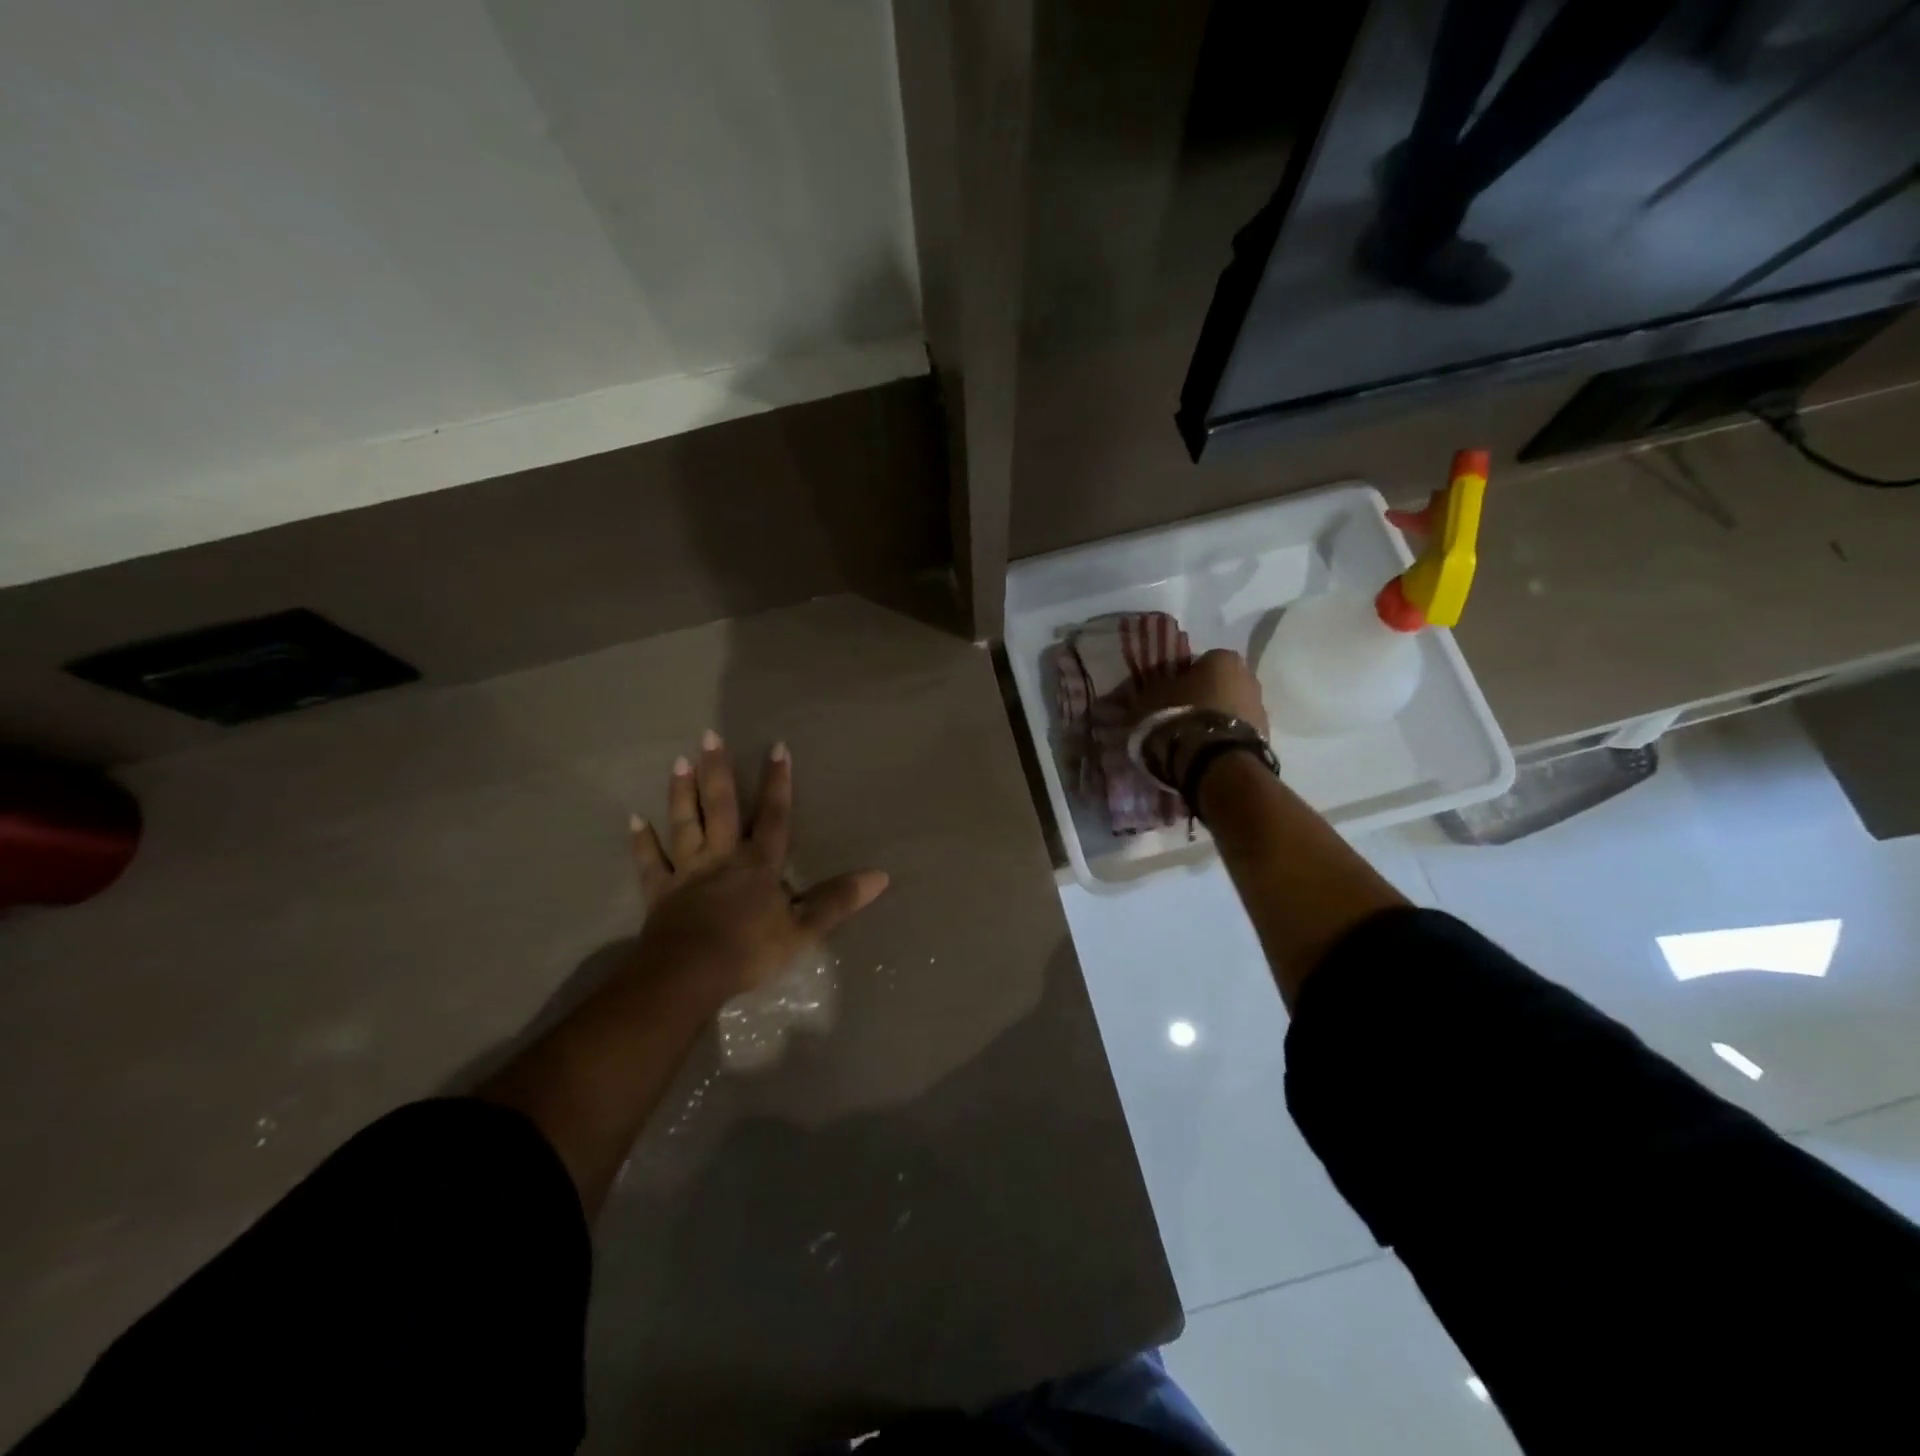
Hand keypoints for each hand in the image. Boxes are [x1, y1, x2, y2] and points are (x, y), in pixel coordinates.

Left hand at [629, 733, 888, 1003]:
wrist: (688, 976)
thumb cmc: (749, 951)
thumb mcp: (803, 929)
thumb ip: (837, 900)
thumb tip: (881, 876)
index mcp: (758, 864)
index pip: (773, 815)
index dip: (777, 782)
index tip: (776, 746)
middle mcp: (722, 857)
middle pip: (720, 807)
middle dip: (717, 771)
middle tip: (709, 736)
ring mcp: (688, 872)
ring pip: (685, 824)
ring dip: (682, 793)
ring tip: (678, 762)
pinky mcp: (661, 892)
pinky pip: (651, 862)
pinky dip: (642, 842)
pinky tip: (635, 820)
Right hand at [1129, 649, 1270, 793]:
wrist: (1216, 762)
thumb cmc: (1180, 718)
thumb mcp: (1149, 699)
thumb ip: (1149, 691)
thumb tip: (1143, 691)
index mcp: (1221, 658)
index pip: (1196, 664)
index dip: (1178, 681)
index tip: (1164, 699)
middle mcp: (1248, 676)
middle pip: (1216, 686)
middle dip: (1199, 700)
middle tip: (1176, 720)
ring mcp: (1260, 707)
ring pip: (1228, 710)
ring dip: (1212, 721)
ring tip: (1189, 742)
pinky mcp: (1265, 737)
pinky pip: (1236, 732)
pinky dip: (1222, 739)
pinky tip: (1204, 754)